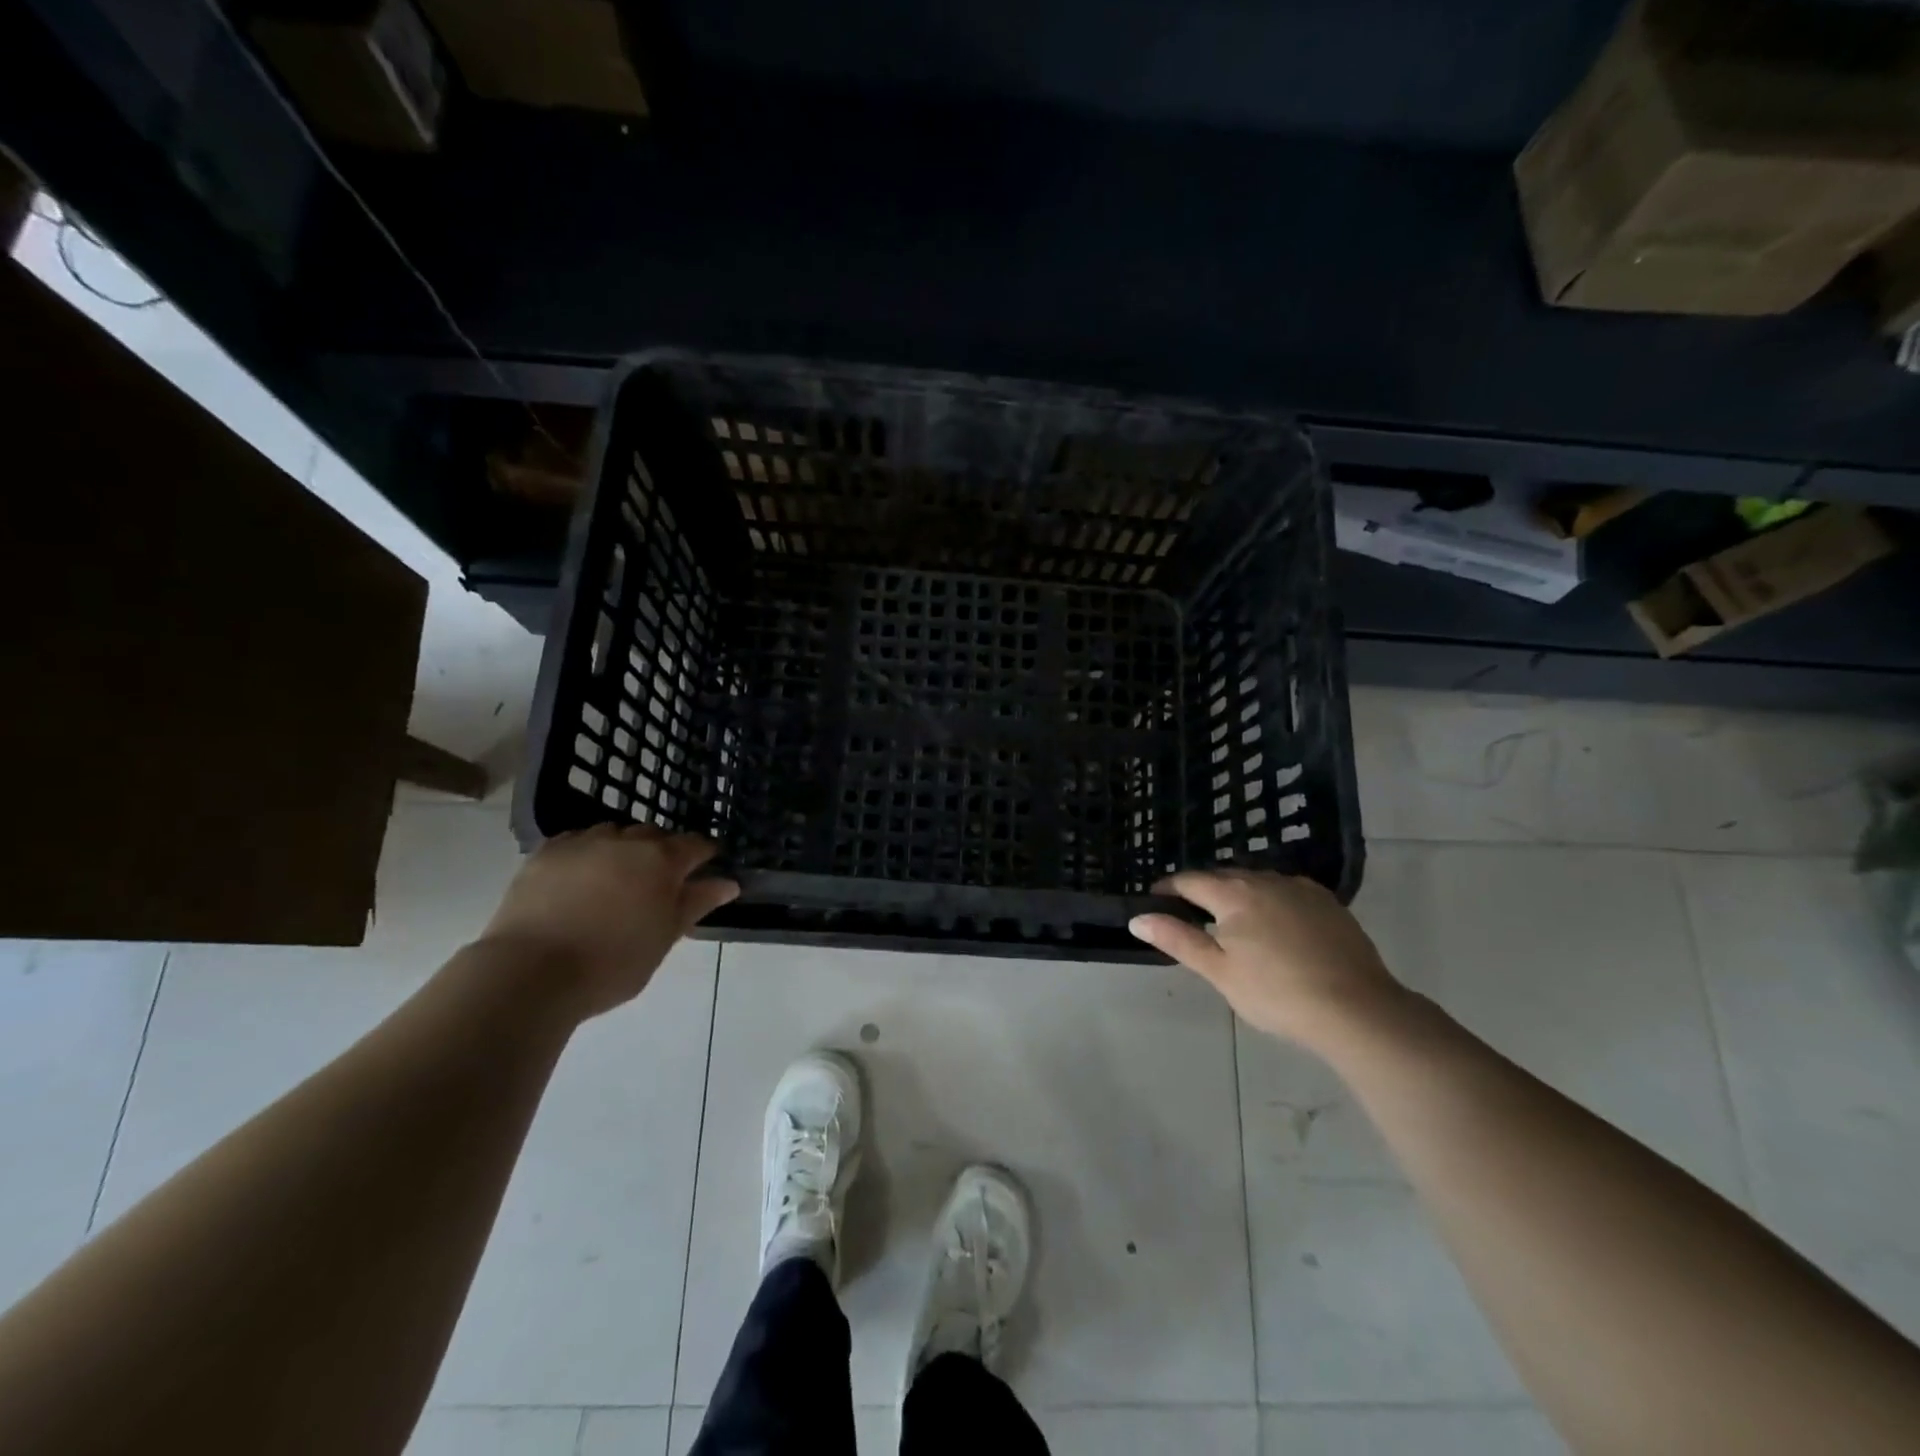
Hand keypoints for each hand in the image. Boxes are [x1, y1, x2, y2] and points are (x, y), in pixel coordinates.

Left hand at [477, 825, 738, 1018]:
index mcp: (661, 860)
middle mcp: (626, 841)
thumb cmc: (612, 963)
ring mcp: (583, 843)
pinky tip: (582, 877)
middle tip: (660, 883)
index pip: (695, 845)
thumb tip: (728, 883)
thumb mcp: (664, 938)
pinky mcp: (545, 853)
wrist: (530, 972)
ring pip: (614, 834)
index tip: (707, 869)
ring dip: (624, 849)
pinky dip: (587, 853)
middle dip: (663, 851)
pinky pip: (577, 841)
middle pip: (654, 835)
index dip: (705, 855)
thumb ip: (696, 904)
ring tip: (617, 879)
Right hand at [1129, 869, 1407, 1047]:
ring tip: (1233, 922)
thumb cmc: (1276, 993)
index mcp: (1233, 893)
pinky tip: (1277, 926)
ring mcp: (1301, 889)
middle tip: (1192, 915)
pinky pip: (1287, 892)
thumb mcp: (1219, 971)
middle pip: (1224, 877)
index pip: (1190, 880)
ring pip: (1258, 882)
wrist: (1358, 1010)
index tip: (1156, 901)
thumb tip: (1137, 918)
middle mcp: (1265, 880)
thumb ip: (1178, 939)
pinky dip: (1271, 902)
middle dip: (1204, 890)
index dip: (1169, 889)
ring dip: (1239, 894)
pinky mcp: (1329, 903)